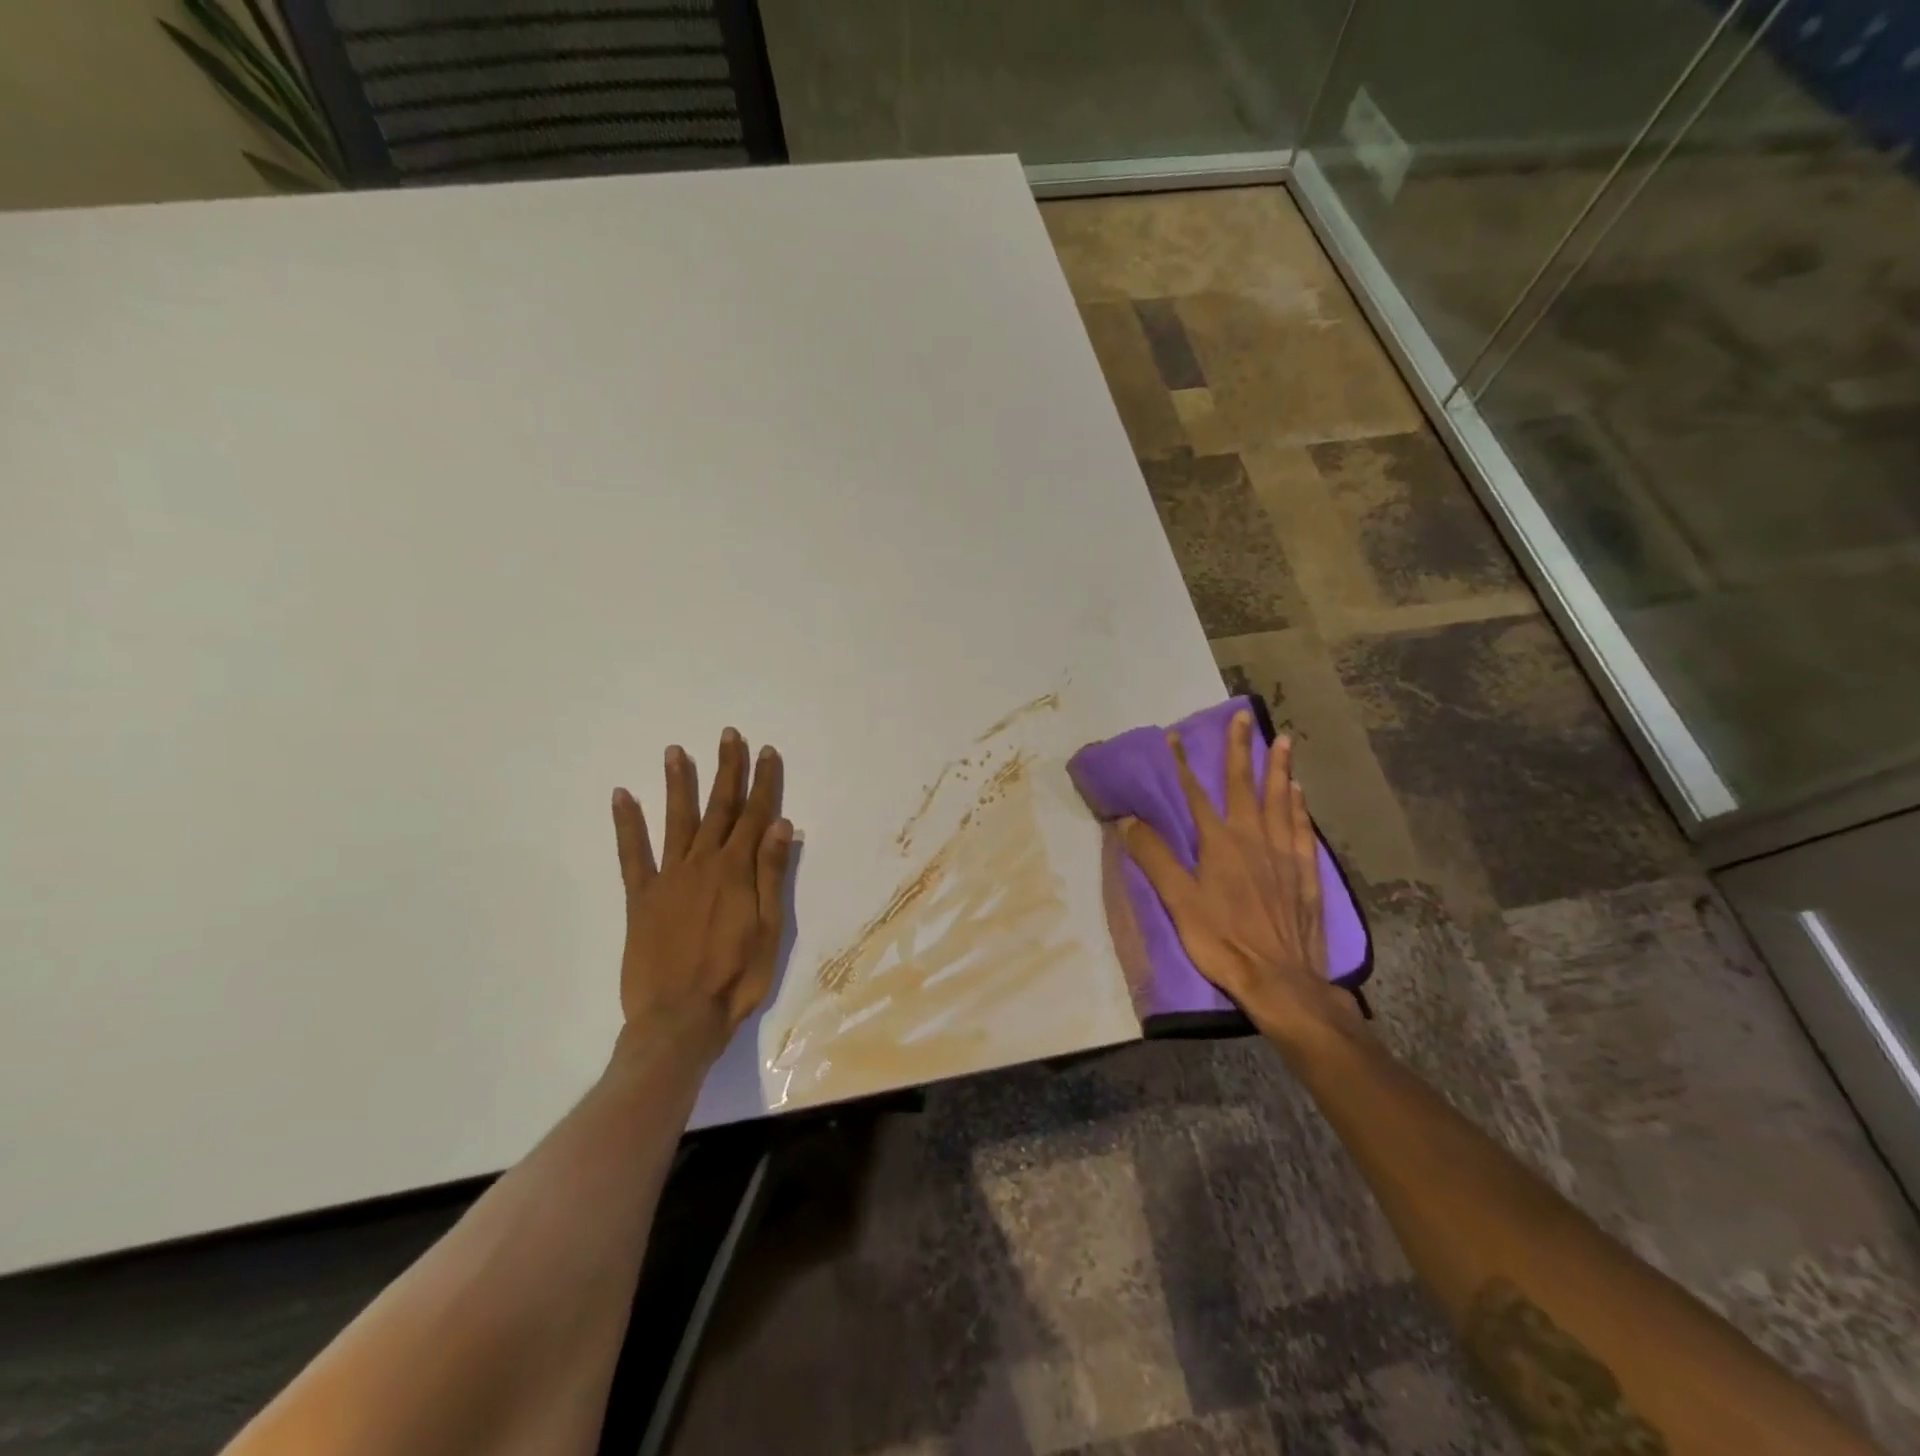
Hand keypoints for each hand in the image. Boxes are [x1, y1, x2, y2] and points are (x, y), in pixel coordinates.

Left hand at [609, 728, 792, 1061]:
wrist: (679, 1019)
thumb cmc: (736, 978)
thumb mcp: (769, 930)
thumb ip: (772, 875)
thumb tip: (780, 825)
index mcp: (737, 872)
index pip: (755, 816)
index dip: (763, 782)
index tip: (766, 752)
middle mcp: (702, 864)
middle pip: (719, 808)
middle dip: (726, 770)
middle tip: (728, 736)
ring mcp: (668, 878)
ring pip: (676, 821)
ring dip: (678, 784)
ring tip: (675, 751)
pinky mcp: (640, 898)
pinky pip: (631, 855)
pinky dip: (626, 825)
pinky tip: (621, 797)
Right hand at [1119, 710, 1361, 1051]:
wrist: (1281, 980)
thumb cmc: (1223, 940)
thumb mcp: (1178, 902)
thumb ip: (1154, 858)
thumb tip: (1127, 820)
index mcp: (1220, 844)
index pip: (1196, 795)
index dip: (1183, 765)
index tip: (1176, 737)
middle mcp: (1254, 839)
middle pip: (1245, 786)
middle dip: (1241, 750)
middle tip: (1244, 717)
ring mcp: (1284, 854)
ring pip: (1281, 801)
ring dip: (1279, 769)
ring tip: (1282, 741)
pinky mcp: (1305, 873)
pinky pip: (1302, 829)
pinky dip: (1300, 806)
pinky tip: (1300, 793)